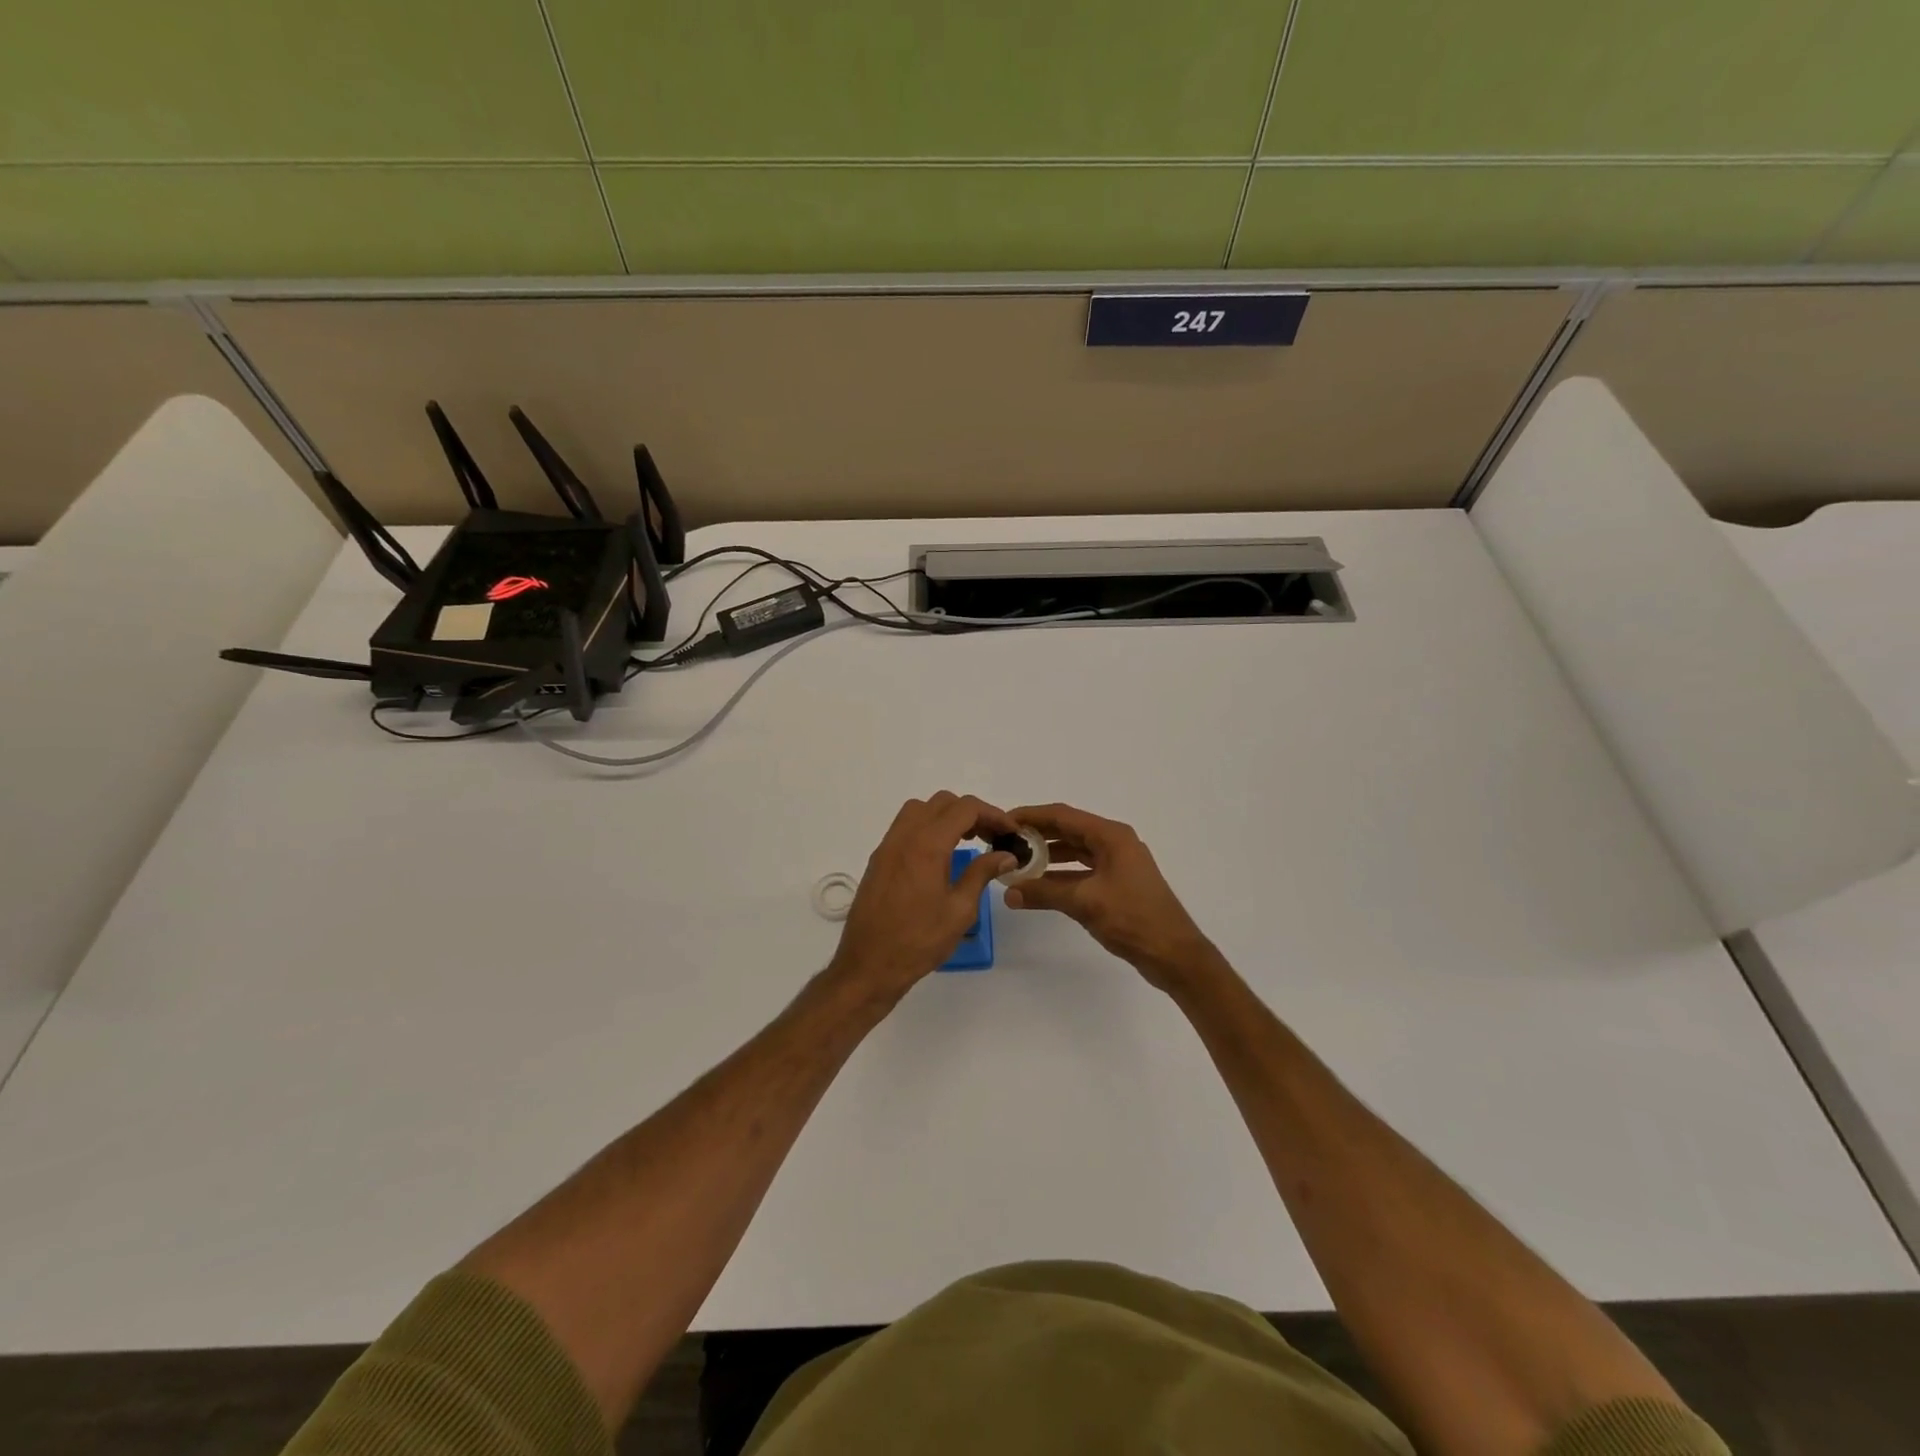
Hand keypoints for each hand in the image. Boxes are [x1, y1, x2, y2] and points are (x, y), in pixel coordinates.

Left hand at [829, 792, 1017, 1005]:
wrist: (868, 965)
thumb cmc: (919, 941)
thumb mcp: (960, 910)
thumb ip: (982, 874)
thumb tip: (1005, 855)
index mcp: (927, 845)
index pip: (965, 809)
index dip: (992, 814)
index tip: (1009, 832)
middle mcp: (904, 836)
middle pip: (941, 803)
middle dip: (970, 812)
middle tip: (990, 836)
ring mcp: (887, 847)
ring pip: (919, 810)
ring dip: (946, 816)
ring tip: (966, 840)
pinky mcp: (878, 860)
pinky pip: (904, 827)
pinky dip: (927, 827)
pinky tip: (940, 855)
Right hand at [1003, 803, 1217, 993]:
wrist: (1174, 954)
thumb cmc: (1133, 919)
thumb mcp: (1084, 902)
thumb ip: (1044, 893)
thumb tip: (1008, 892)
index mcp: (1110, 836)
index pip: (1063, 816)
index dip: (1031, 816)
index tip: (1003, 822)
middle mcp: (1115, 842)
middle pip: (1068, 830)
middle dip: (1037, 835)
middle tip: (1005, 843)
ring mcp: (1118, 863)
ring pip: (1075, 851)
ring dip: (1048, 856)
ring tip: (1017, 863)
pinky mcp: (1118, 883)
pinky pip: (1083, 870)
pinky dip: (1061, 874)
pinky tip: (1040, 884)